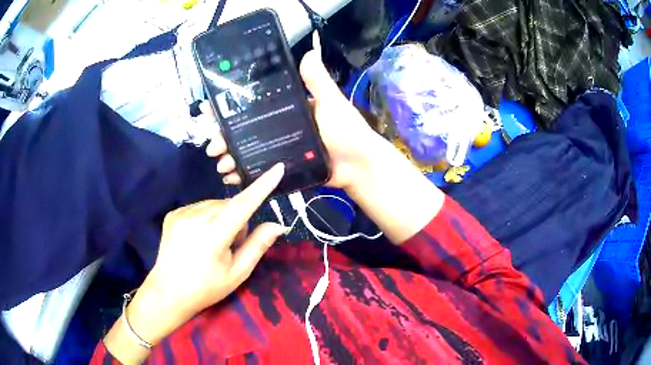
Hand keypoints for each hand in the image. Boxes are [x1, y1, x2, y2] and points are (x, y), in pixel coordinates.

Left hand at [104, 164, 287, 363]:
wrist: (168, 292)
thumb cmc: (206, 288)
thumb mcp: (237, 273)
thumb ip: (257, 246)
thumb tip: (278, 224)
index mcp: (213, 236)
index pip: (243, 205)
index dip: (262, 186)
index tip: (277, 168)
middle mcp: (195, 218)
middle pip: (229, 205)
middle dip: (237, 220)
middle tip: (231, 245)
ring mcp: (181, 213)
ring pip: (215, 205)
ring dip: (222, 218)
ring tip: (212, 243)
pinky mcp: (173, 214)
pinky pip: (200, 207)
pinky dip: (206, 218)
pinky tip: (198, 238)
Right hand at [205, 32, 442, 244]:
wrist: (359, 165)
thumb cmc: (346, 131)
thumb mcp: (331, 102)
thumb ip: (318, 81)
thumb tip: (307, 52)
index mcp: (287, 108)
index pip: (253, 105)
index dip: (231, 107)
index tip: (212, 111)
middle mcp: (279, 127)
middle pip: (244, 129)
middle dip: (225, 136)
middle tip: (213, 145)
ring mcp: (279, 149)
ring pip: (248, 150)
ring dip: (231, 156)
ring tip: (221, 163)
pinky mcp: (283, 167)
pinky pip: (259, 169)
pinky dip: (244, 173)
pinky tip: (231, 177)